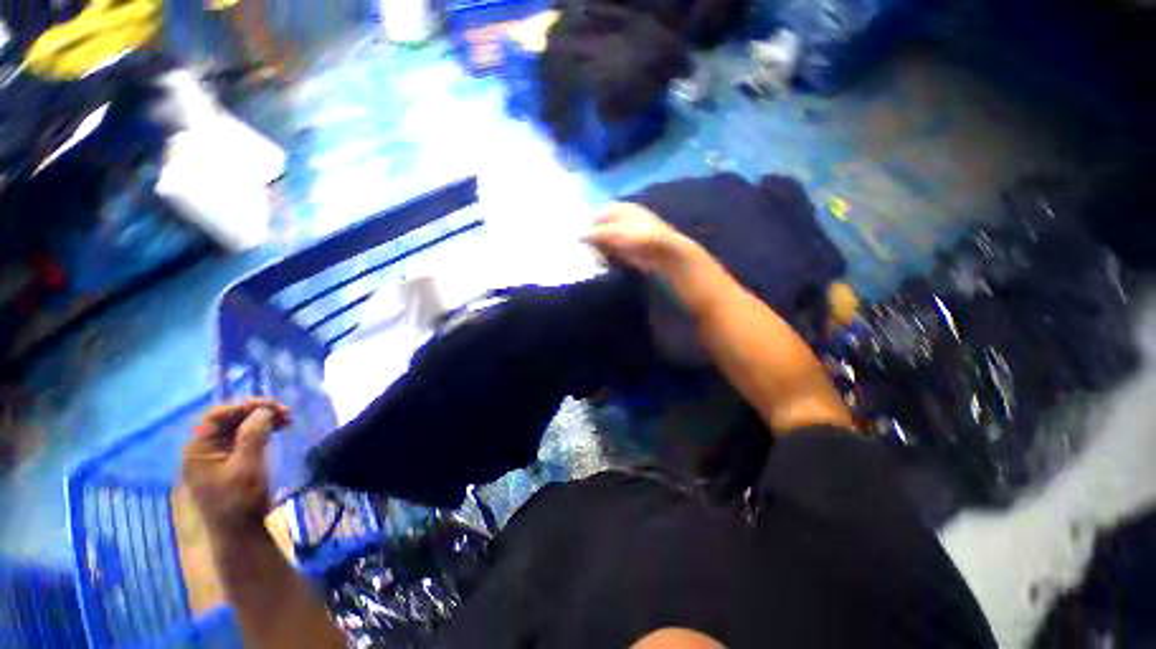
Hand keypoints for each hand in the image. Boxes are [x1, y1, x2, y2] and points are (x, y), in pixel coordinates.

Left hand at [182, 399, 289, 534]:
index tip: (273, 406)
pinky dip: (261, 430)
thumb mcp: (247, 466)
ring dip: (262, 419)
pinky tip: (276, 430)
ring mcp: (217, 456)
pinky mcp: (230, 462)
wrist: (240, 531)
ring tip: (286, 420)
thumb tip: (265, 410)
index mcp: (198, 450)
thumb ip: (253, 435)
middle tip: (285, 413)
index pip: (216, 415)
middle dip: (257, 412)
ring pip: (238, 427)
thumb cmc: (239, 500)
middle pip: (228, 419)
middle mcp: (204, 449)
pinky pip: (244, 437)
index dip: (243, 406)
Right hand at [584, 203, 701, 274]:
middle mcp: (624, 220)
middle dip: (592, 240)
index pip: (597, 214)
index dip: (587, 224)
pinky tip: (604, 264)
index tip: (577, 238)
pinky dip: (608, 258)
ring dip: (600, 251)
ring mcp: (628, 236)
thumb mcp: (613, 232)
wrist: (665, 253)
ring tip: (594, 259)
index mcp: (620, 209)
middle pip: (601, 229)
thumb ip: (594, 233)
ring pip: (607, 242)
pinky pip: (614, 253)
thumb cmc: (639, 237)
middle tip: (584, 251)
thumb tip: (577, 235)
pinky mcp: (631, 250)